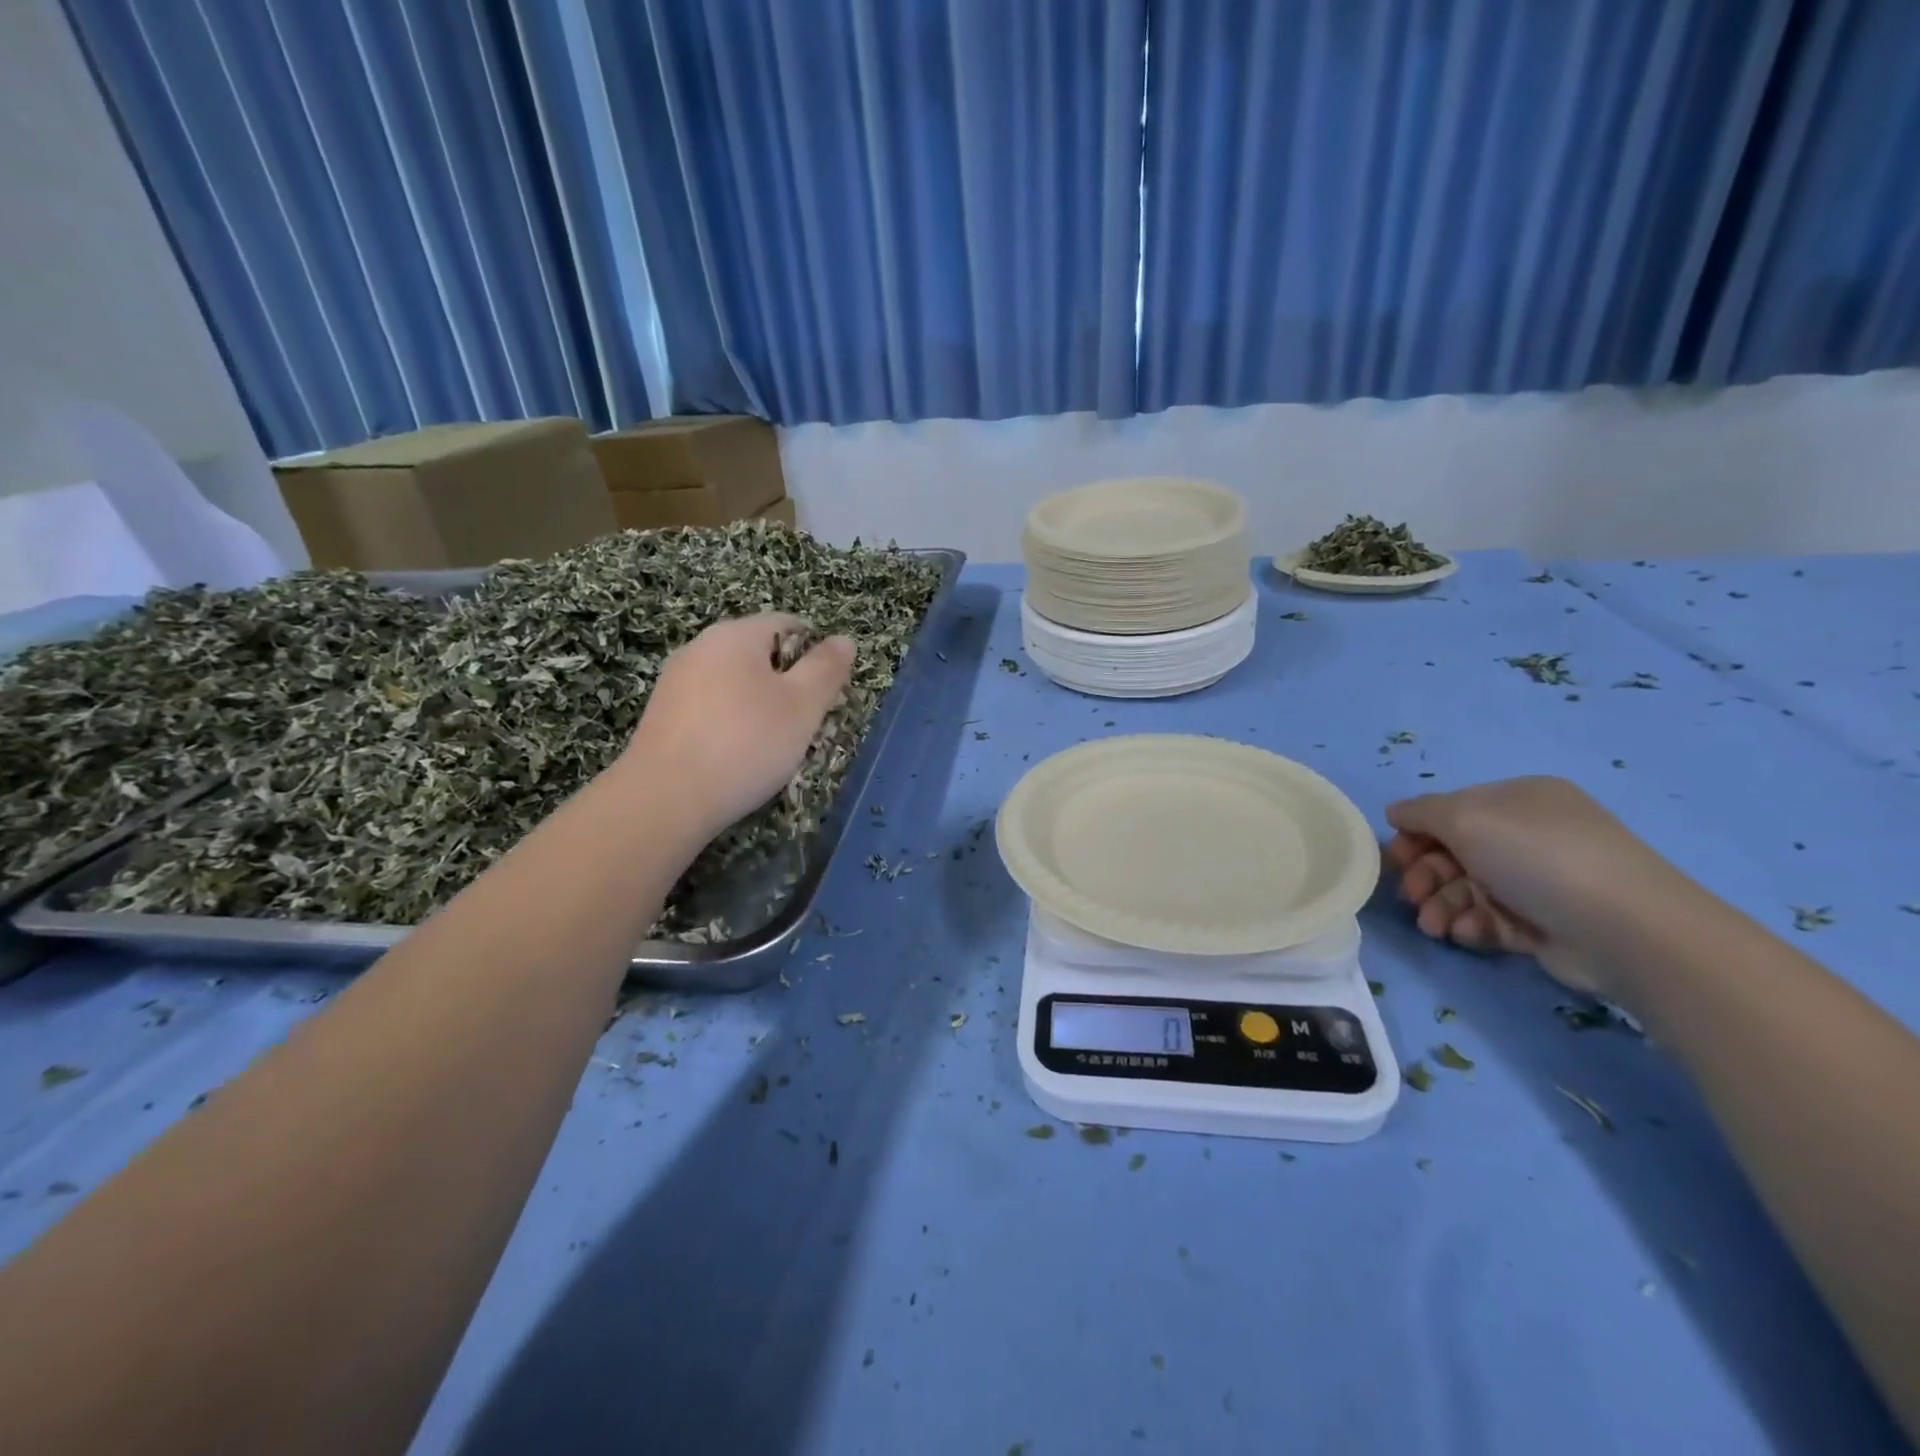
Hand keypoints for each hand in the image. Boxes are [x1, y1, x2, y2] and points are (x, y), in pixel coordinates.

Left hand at [621, 614, 854, 837]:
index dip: (816, 653)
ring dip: (761, 707)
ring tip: (774, 746)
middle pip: (760, 654)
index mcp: (735, 635)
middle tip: (806, 724)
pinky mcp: (663, 716)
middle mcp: (701, 647)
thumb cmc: (746, 743)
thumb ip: (826, 668)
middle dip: (789, 684)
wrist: (665, 799)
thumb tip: (843, 639)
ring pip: (736, 684)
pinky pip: (712, 708)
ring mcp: (676, 682)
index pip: (788, 624)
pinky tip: (739, 757)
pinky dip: (733, 725)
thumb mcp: (803, 705)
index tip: (827, 693)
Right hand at [1384, 776, 1682, 995]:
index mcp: (1517, 800)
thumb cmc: (1537, 857)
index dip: (1416, 833)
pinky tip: (1465, 934)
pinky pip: (1490, 920)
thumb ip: (1420, 812)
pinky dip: (1470, 925)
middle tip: (1411, 896)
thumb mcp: (1466, 818)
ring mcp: (1538, 881)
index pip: (1449, 810)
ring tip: (1433, 925)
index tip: (1397, 858)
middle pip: (1454, 852)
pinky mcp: (1543, 924)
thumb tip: (1395, 813)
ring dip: (1440, 905)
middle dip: (1425, 875)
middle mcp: (1528, 835)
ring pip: (1467, 889)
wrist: (1625, 930)